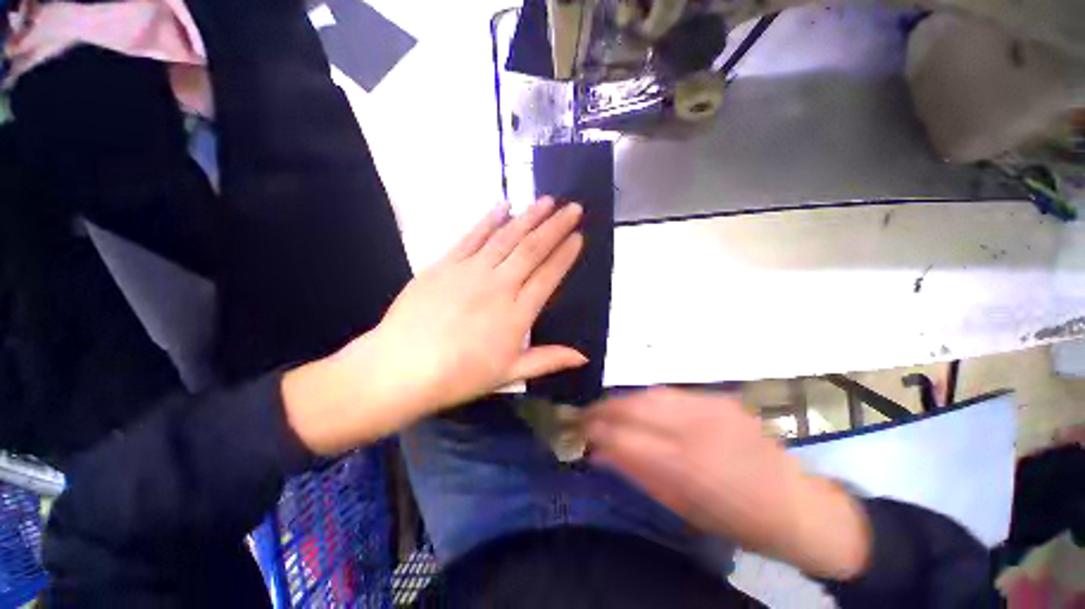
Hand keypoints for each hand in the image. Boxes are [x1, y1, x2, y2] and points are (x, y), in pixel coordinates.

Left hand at [284, 197, 587, 453]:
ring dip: (529, 217)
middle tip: (573, 208)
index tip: (579, 237)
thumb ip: (548, 359)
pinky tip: (503, 206)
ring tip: (547, 201)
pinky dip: (489, 220)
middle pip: (532, 249)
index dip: (565, 255)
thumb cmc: (459, 376)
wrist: (401, 368)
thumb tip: (584, 357)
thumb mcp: (510, 374)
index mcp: (517, 313)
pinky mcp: (444, 264)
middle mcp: (498, 285)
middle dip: (556, 226)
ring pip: (506, 237)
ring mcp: (470, 271)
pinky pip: (472, 236)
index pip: (548, 276)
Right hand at [587, 388, 870, 579]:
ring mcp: (711, 406)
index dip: (595, 430)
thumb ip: (636, 474)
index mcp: (687, 466)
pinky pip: (672, 393)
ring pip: (650, 393)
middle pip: (634, 405)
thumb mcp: (681, 509)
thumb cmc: (737, 520)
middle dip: (604, 408)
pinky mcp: (720, 397)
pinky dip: (649, 400)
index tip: (577, 429)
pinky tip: (642, 408)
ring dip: (623, 400)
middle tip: (586, 413)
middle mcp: (697, 428)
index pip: (624, 437)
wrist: (798, 505)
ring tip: (608, 409)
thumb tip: (598, 453)